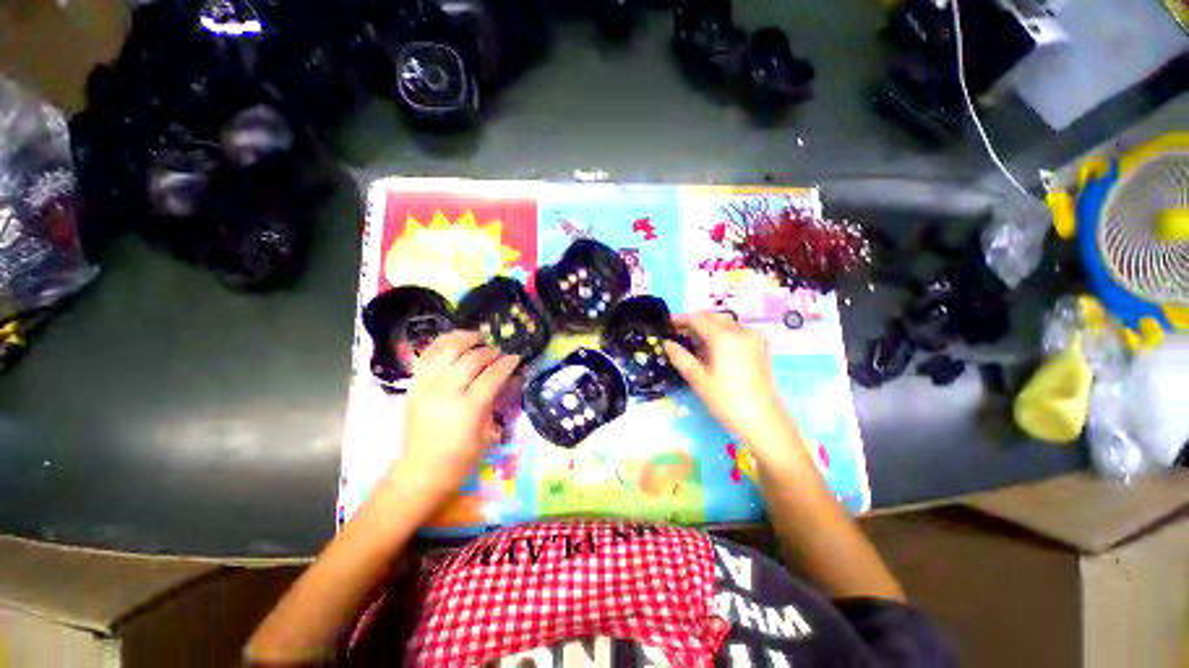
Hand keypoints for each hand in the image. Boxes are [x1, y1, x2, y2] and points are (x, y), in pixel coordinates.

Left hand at [387, 331, 519, 512]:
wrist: (420, 473)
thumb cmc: (460, 460)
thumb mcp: (488, 435)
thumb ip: (495, 403)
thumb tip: (506, 379)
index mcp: (468, 409)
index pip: (492, 375)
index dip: (507, 363)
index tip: (516, 357)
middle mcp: (446, 392)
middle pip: (471, 358)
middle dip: (489, 351)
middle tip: (498, 352)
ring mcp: (426, 386)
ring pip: (446, 350)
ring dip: (464, 339)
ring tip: (477, 337)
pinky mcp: (414, 386)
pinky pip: (427, 356)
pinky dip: (442, 344)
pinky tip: (453, 341)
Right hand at [663, 312, 793, 453]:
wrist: (764, 420)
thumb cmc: (727, 400)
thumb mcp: (698, 379)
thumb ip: (680, 357)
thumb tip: (666, 343)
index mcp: (723, 337)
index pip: (697, 318)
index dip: (681, 319)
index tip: (667, 323)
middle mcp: (739, 331)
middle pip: (712, 316)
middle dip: (694, 320)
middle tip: (677, 332)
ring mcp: (752, 338)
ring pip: (724, 322)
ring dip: (707, 326)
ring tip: (691, 340)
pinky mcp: (758, 347)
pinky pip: (734, 331)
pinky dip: (720, 332)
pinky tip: (711, 347)